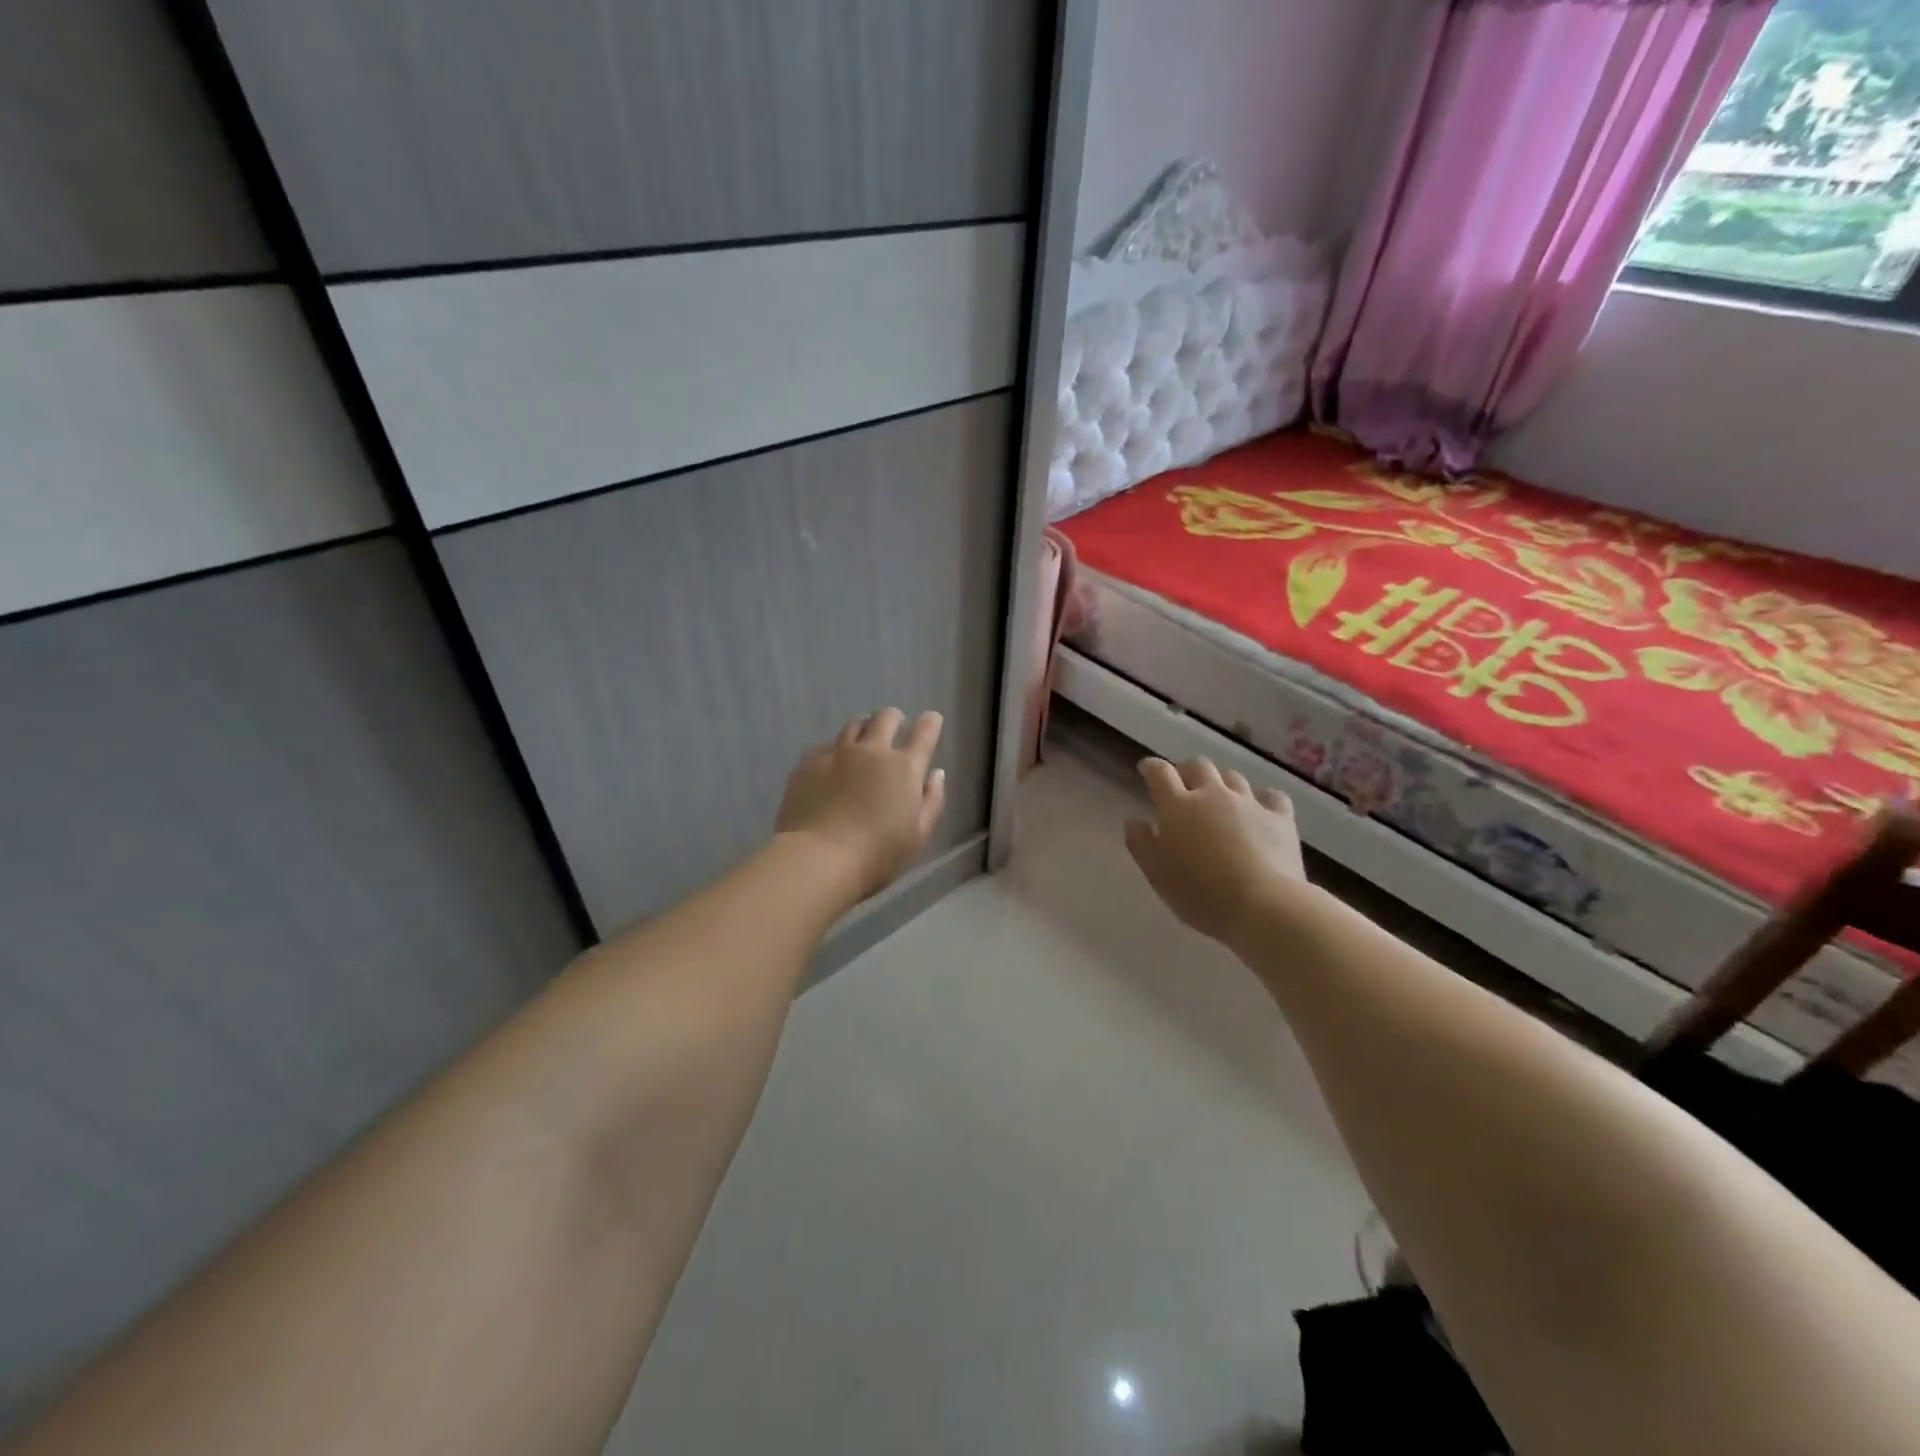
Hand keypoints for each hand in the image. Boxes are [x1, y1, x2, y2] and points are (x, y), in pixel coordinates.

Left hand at [776, 709, 947, 903]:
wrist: (819, 858)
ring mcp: (838, 753)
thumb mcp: (918, 835)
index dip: (930, 722)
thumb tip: (935, 774)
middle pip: (886, 718)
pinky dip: (835, 750)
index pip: (924, 733)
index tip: (931, 719)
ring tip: (862, 740)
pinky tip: (832, 763)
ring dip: (864, 728)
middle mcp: (873, 751)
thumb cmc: (877, 855)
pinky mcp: (809, 763)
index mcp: (904, 768)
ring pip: (854, 725)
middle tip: (894, 727)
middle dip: (894, 719)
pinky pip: (825, 745)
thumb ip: (931, 801)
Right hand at [1125, 758, 1306, 946]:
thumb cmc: (1200, 892)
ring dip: (1222, 784)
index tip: (1146, 769)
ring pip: (1233, 778)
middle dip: (1188, 771)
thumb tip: (1134, 820)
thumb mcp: (1157, 873)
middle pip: (1198, 767)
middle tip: (1184, 786)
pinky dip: (1264, 799)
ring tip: (1220, 799)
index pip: (1160, 773)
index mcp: (1178, 806)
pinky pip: (1272, 797)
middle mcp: (1212, 794)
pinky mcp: (1280, 817)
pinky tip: (1261, 809)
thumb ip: (1140, 842)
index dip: (1151, 767)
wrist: (1263, 905)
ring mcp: (1249, 803)